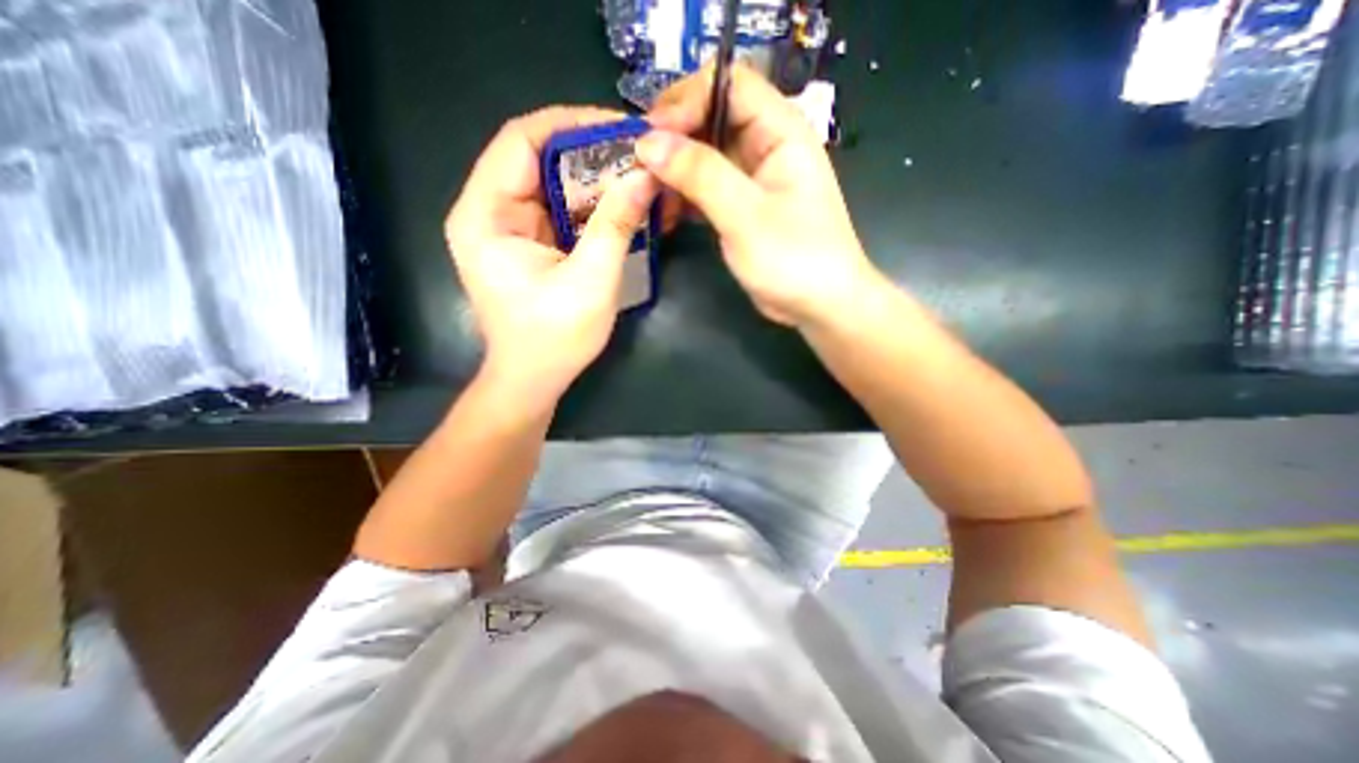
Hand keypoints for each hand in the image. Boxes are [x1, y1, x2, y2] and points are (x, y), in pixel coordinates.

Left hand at [448, 107, 658, 411]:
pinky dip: (589, 205)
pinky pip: (559, 210)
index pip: (521, 140)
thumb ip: (615, 225)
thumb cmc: (554, 339)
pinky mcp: (527, 244)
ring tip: (636, 176)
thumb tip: (645, 175)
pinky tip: (620, 206)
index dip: (571, 125)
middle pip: (537, 159)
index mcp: (486, 215)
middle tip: (637, 154)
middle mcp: (488, 212)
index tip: (620, 127)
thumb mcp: (591, 281)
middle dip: (589, 153)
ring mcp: (508, 228)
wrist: (533, 380)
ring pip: (551, 183)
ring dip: (593, 179)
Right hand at [643, 64, 888, 328]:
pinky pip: (707, 186)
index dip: (687, 100)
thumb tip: (649, 143)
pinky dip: (685, 195)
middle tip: (639, 164)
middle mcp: (766, 145)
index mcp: (781, 131)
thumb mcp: (746, 216)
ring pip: (705, 154)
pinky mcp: (742, 205)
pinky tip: (665, 212)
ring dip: (675, 169)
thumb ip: (701, 175)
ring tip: (646, 191)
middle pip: (712, 117)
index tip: (651, 134)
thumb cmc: (794, 260)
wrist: (820, 305)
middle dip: (674, 137)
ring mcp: (753, 177)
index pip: (728, 84)